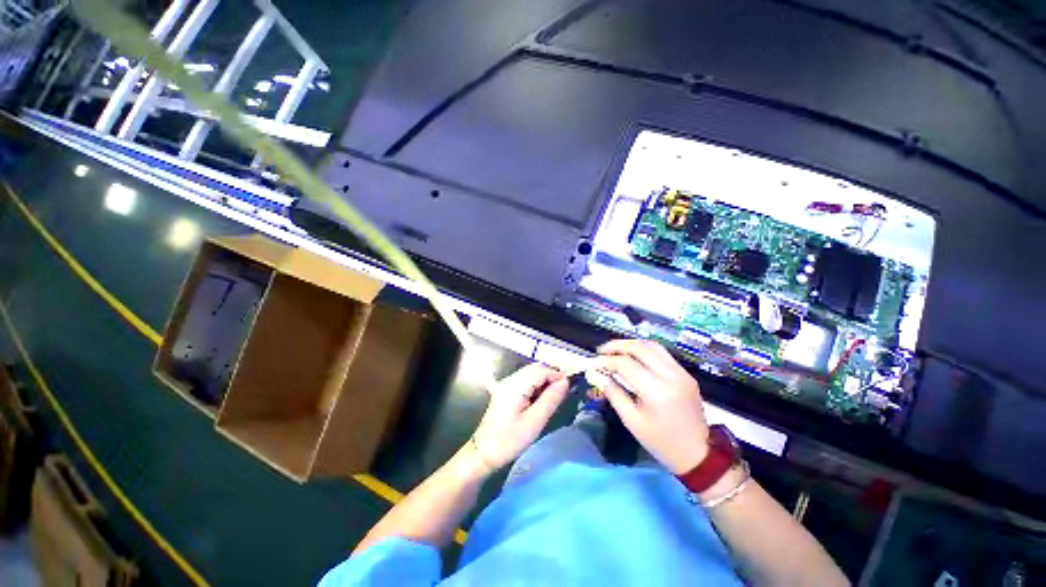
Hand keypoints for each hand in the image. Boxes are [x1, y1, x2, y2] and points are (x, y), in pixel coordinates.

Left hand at [471, 363, 568, 469]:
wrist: (484, 452)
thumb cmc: (510, 440)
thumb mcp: (534, 421)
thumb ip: (551, 399)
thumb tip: (565, 381)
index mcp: (515, 385)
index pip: (541, 370)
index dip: (557, 374)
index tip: (570, 386)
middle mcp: (510, 379)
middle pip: (536, 369)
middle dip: (552, 377)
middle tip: (563, 393)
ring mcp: (506, 384)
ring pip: (531, 374)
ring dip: (544, 381)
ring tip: (553, 398)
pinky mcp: (506, 390)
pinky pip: (525, 381)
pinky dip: (536, 386)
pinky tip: (540, 400)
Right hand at [587, 339, 709, 474]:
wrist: (698, 454)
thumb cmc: (660, 441)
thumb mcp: (631, 420)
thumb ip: (612, 392)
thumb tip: (593, 373)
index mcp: (656, 391)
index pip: (626, 364)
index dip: (606, 360)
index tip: (593, 363)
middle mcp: (671, 375)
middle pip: (640, 348)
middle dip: (617, 346)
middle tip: (601, 351)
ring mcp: (681, 372)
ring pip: (652, 346)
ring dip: (631, 344)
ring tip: (615, 350)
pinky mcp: (685, 374)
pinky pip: (662, 353)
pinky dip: (644, 350)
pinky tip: (633, 356)